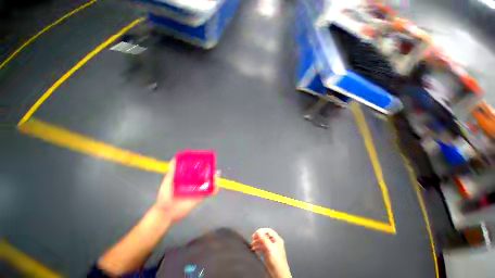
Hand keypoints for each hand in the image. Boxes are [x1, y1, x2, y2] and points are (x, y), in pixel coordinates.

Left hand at [154, 159, 217, 221]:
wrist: (166, 212)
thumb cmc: (165, 196)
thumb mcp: (167, 182)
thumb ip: (171, 171)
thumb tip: (174, 158)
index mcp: (187, 178)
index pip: (197, 170)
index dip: (203, 166)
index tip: (207, 161)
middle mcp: (194, 183)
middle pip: (205, 176)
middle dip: (211, 172)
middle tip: (213, 169)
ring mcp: (198, 190)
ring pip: (209, 183)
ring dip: (214, 179)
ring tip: (216, 177)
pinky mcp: (200, 197)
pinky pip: (209, 193)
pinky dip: (215, 190)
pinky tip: (216, 187)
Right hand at [251, 228, 291, 277]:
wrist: (278, 276)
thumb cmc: (278, 264)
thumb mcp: (270, 249)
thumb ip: (264, 239)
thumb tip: (259, 231)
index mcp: (277, 239)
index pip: (268, 230)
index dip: (261, 231)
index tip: (255, 234)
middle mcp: (274, 243)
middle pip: (265, 235)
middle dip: (258, 236)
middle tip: (253, 238)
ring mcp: (271, 249)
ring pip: (262, 241)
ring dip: (257, 242)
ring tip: (252, 244)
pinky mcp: (268, 255)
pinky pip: (261, 248)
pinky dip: (257, 248)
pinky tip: (254, 249)